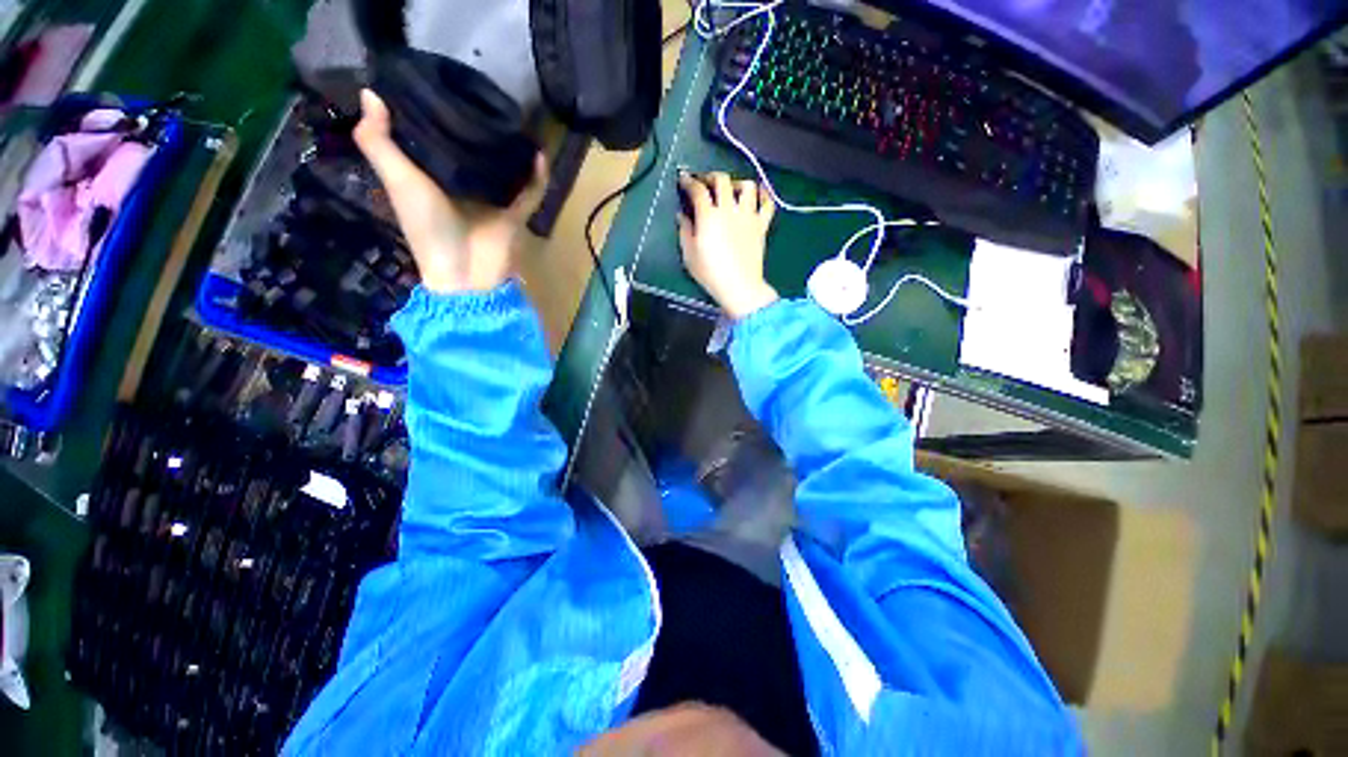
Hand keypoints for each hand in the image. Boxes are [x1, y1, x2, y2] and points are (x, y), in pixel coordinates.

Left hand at [353, 90, 546, 293]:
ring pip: (504, 168)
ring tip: (512, 117)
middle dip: (477, 125)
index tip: (438, 82)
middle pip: (472, 150)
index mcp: (432, 176)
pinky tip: (539, 152)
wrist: (464, 273)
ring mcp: (492, 200)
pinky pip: (531, 192)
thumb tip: (370, 93)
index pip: (434, 138)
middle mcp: (463, 185)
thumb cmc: (428, 227)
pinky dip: (538, 176)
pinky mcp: (515, 214)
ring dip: (510, 148)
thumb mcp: (398, 180)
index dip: (435, 112)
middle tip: (480, 92)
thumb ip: (378, 142)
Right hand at [677, 171, 778, 318]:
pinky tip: (758, 195)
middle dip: (711, 177)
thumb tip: (682, 215)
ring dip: (737, 183)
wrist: (739, 286)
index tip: (684, 180)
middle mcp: (729, 210)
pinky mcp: (762, 225)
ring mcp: (748, 216)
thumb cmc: (710, 273)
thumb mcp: (689, 255)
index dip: (689, 181)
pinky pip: (768, 203)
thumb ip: (685, 231)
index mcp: (709, 216)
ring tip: (731, 191)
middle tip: (705, 183)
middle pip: (722, 180)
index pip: (698, 190)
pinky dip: (763, 195)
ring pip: (747, 186)